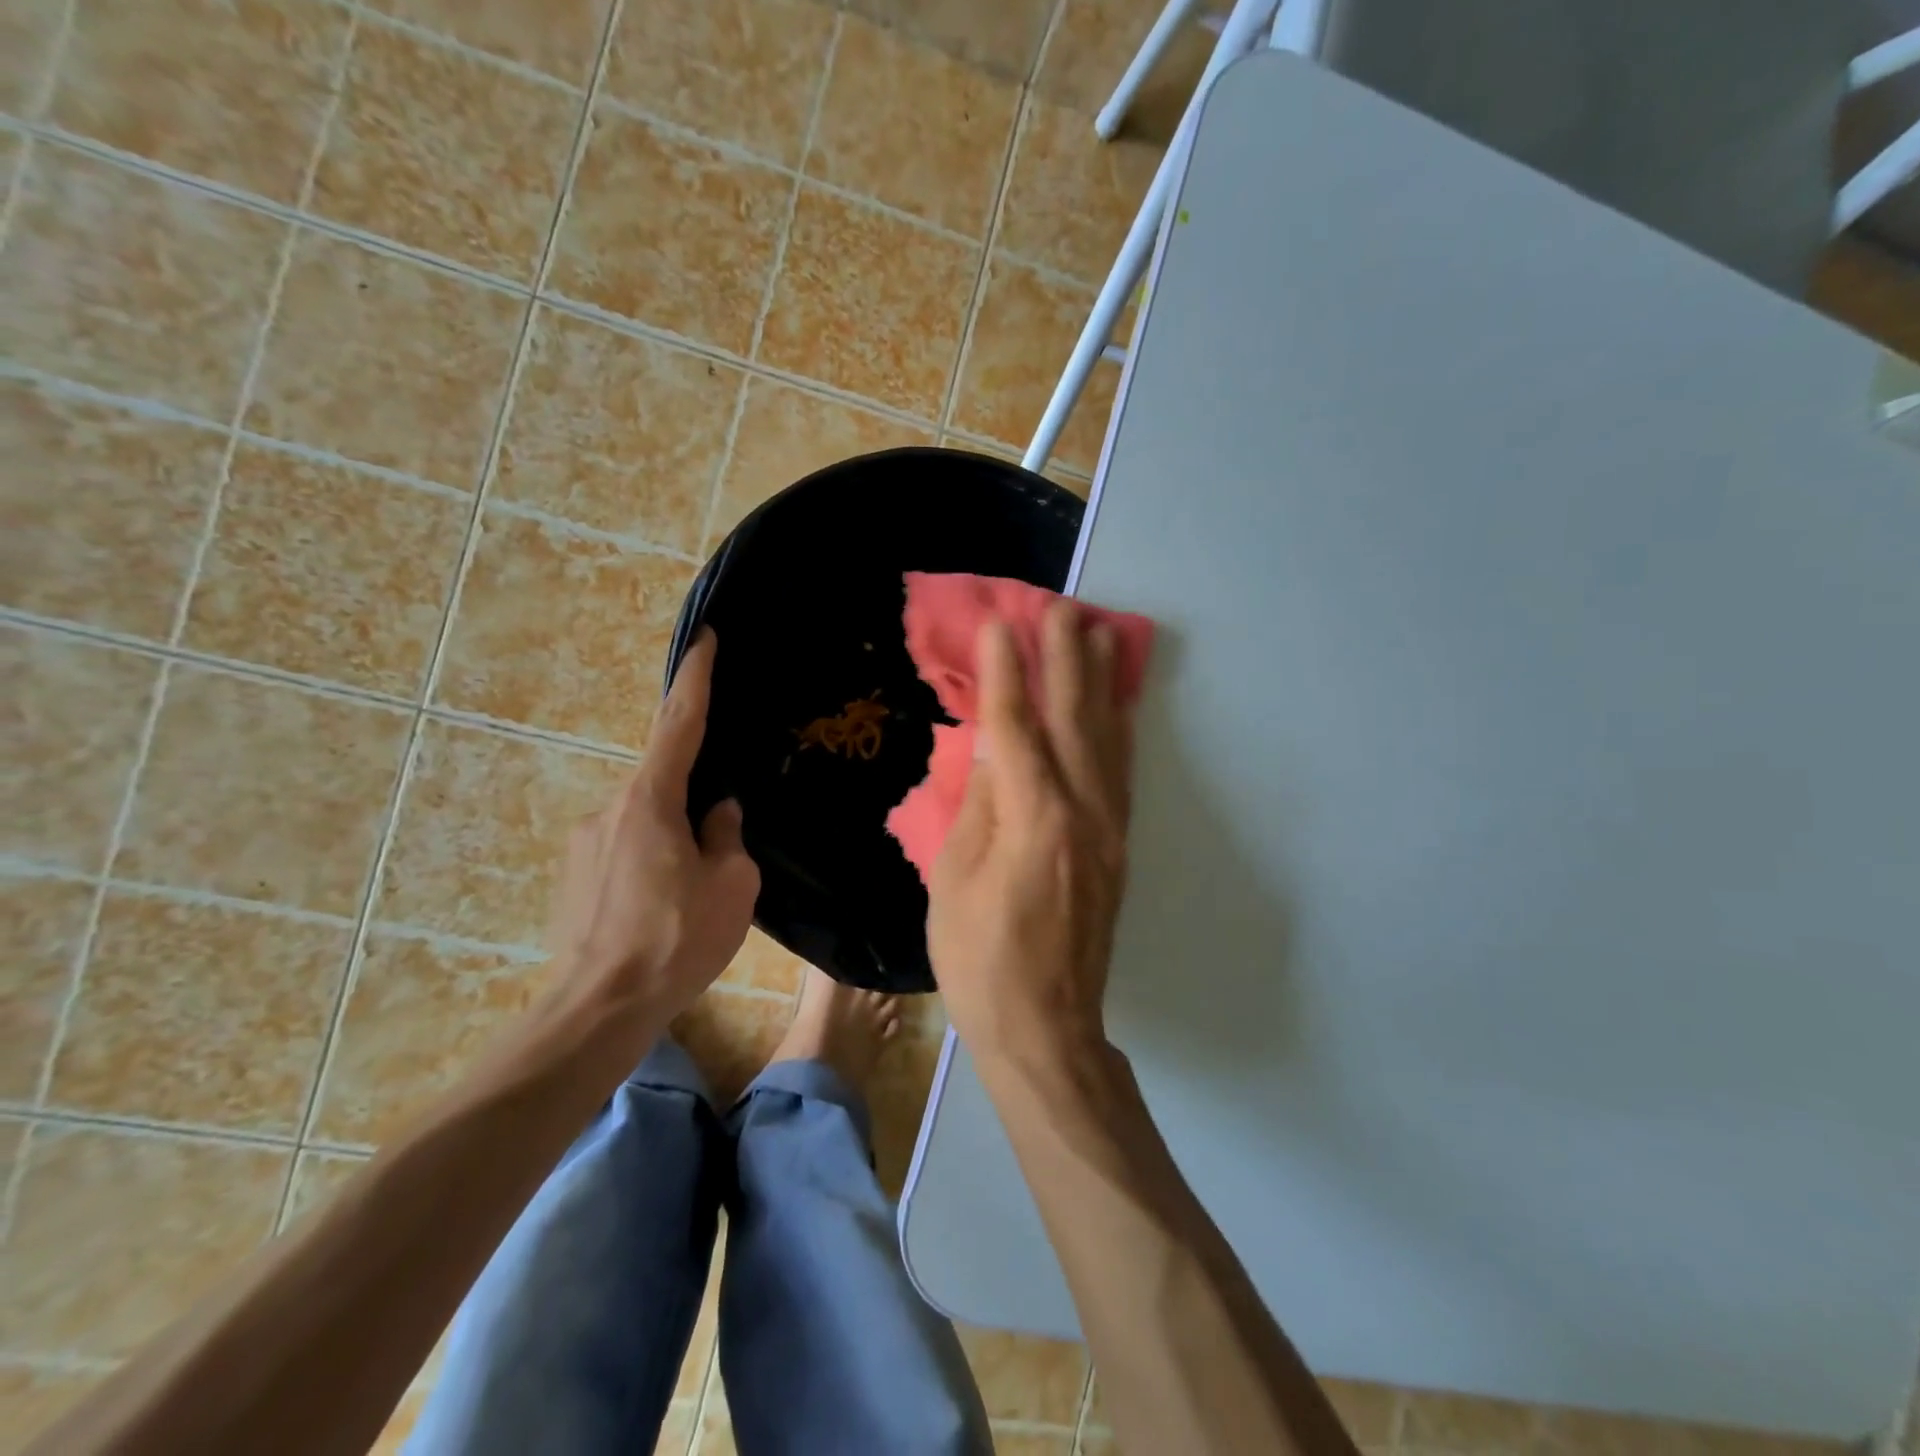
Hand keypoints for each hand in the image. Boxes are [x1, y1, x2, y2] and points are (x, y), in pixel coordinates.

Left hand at [547, 627, 759, 1030]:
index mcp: (651, 800)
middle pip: (664, 782)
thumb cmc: (676, 939)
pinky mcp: (572, 875)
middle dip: (696, 800)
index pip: (679, 723)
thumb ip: (726, 835)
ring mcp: (584, 843)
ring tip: (693, 895)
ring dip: (674, 842)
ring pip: (646, 822)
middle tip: (722, 847)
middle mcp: (610, 808)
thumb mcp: (731, 885)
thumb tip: (717, 813)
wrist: (598, 1009)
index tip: (704, 638)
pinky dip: (651, 863)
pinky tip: (663, 910)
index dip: (696, 678)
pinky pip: (625, 850)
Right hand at [928, 603, 1133, 1071]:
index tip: (999, 624)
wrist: (1046, 1026)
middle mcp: (1081, 811)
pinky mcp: (1118, 847)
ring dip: (1100, 683)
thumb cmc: (980, 959)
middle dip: (1066, 658)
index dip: (1005, 672)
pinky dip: (1119, 729)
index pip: (1015, 726)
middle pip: (1073, 719)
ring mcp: (1108, 829)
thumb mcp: (954, 879)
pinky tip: (1118, 704)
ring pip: (1107, 739)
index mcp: (1032, 818)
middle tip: (1063, 607)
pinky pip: (1122, 772)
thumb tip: (993, 748)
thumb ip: (978, 804)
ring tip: (1099, 634)